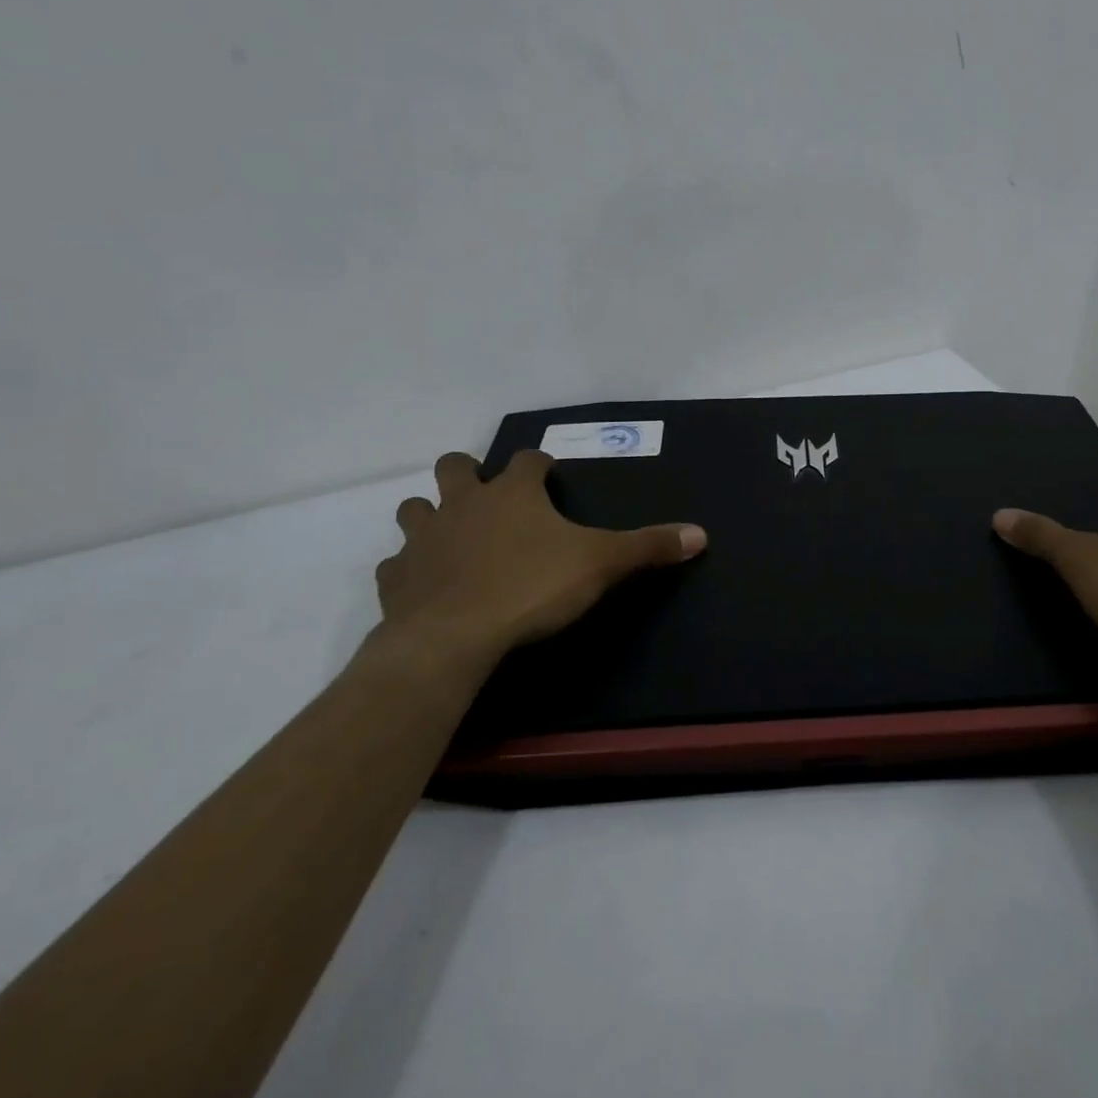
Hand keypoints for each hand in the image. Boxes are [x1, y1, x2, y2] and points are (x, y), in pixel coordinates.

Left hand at [369, 449, 705, 686]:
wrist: (453, 638)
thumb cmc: (531, 588)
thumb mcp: (601, 564)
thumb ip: (648, 546)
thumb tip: (701, 534)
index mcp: (512, 493)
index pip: (527, 459)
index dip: (539, 464)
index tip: (548, 474)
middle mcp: (463, 503)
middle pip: (454, 466)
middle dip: (468, 472)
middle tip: (487, 496)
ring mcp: (424, 538)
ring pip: (414, 508)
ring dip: (430, 514)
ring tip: (450, 534)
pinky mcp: (396, 578)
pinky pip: (396, 564)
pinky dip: (409, 568)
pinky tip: (424, 584)